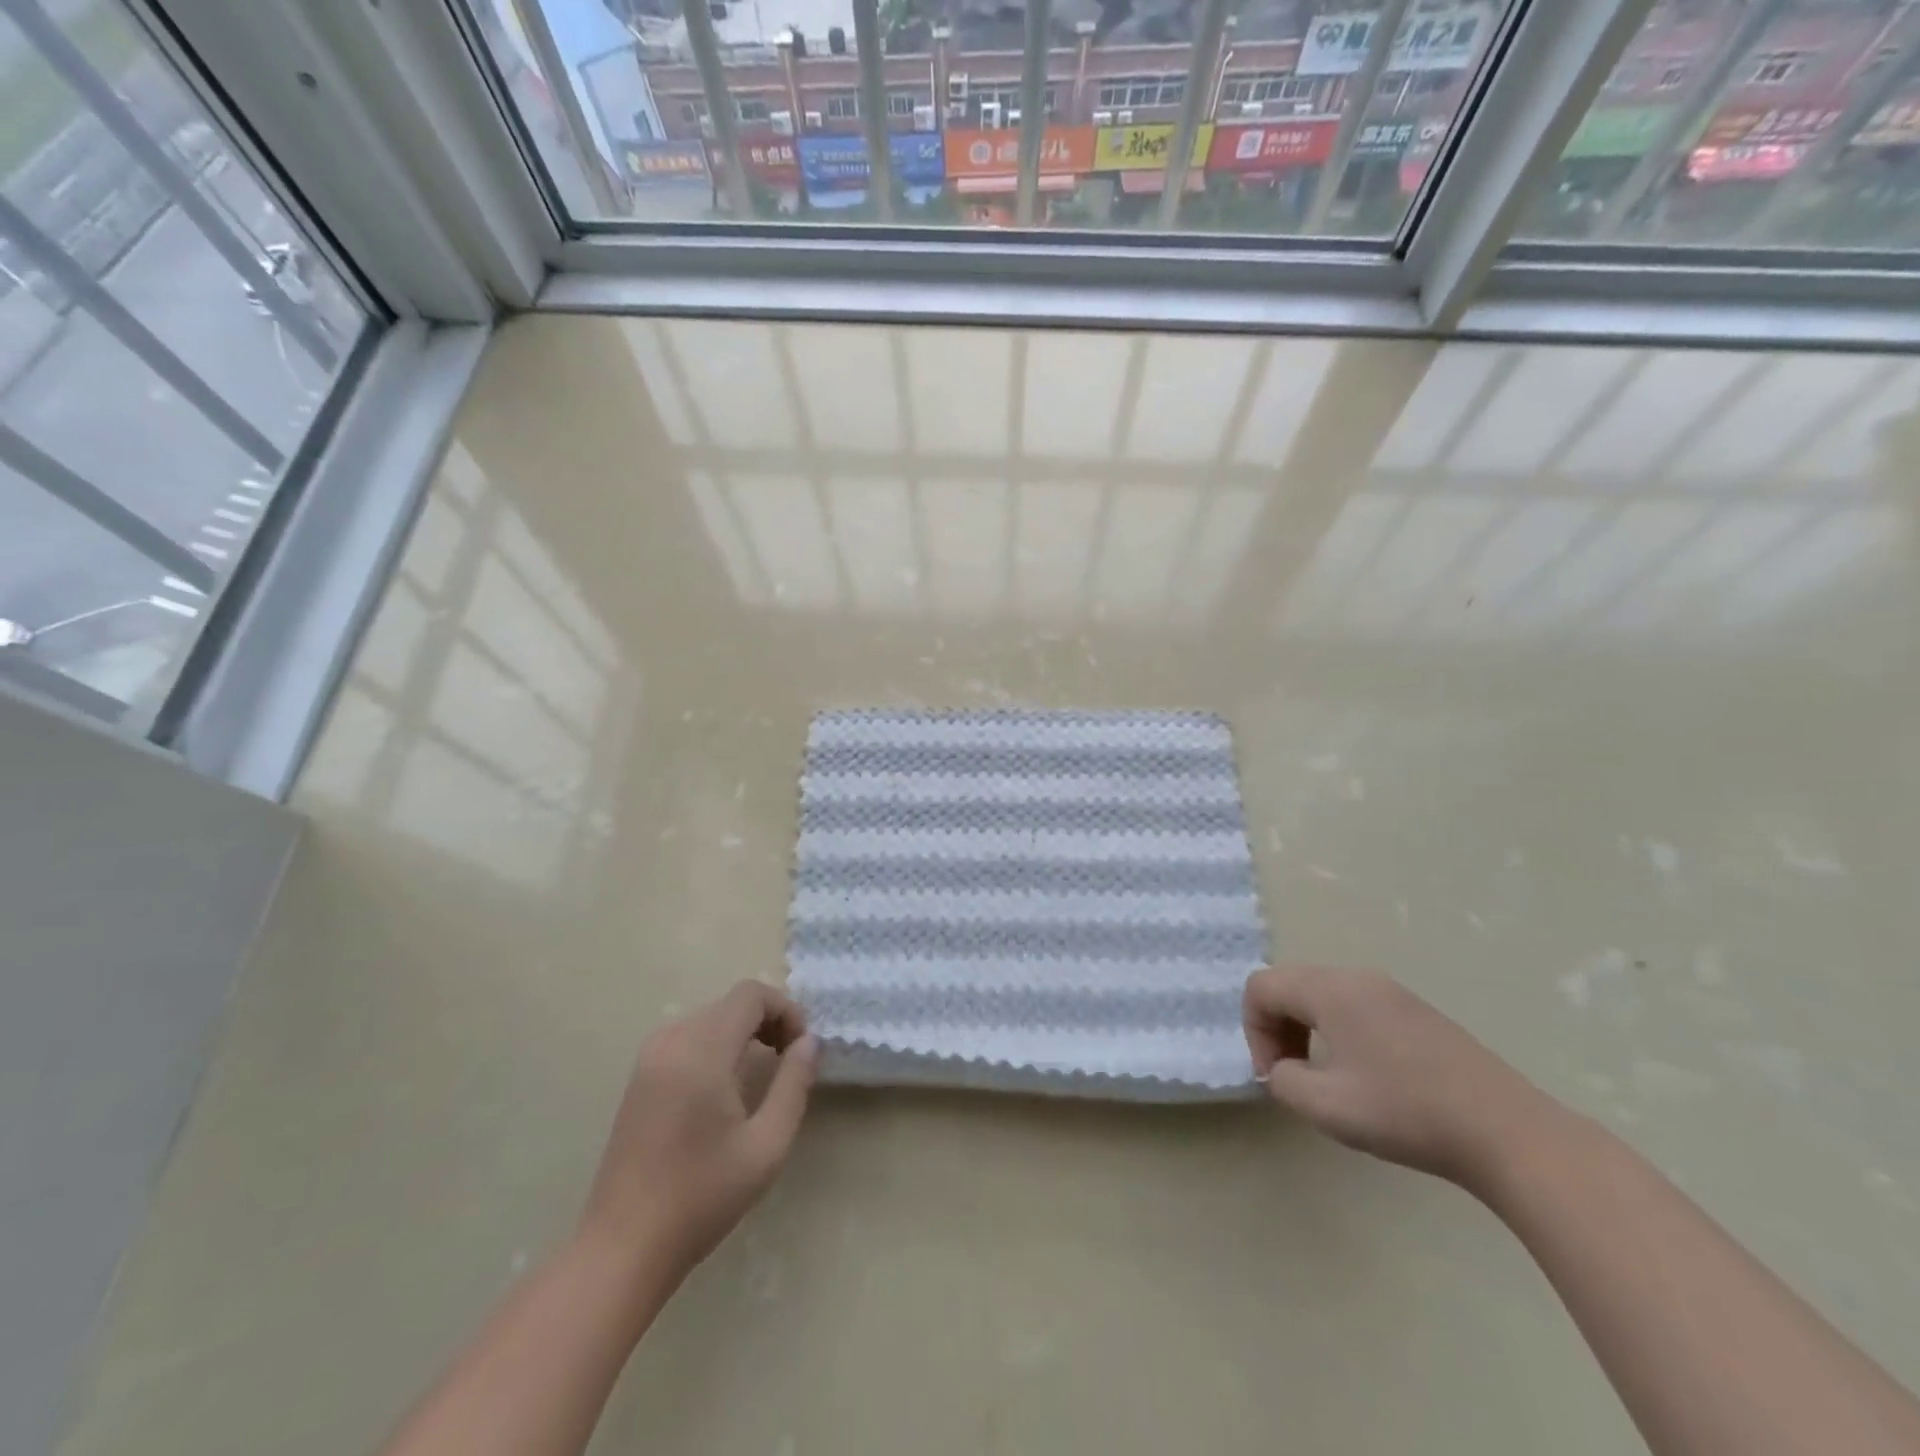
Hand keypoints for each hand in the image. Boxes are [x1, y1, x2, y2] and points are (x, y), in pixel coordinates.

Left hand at [581, 981, 817, 1280]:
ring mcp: (649, 1057)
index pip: (751, 995)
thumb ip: (793, 1084)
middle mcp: (671, 1040)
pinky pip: (690, 1037)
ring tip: (764, 1073)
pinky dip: (718, 1044)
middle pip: (731, 1003)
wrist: (623, 1248)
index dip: (786, 1010)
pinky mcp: (640, 1077)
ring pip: (711, 1017)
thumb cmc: (702, 1197)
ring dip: (744, 1032)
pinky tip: (726, 1087)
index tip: (801, 1049)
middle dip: (769, 1021)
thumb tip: (809, 1042)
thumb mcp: (766, 1145)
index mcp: (701, 1050)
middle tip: (790, 1062)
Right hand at [1243, 966, 1550, 1186]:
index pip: (1262, 987)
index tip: (1274, 1076)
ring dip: (1305, 1029)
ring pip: (1321, 994)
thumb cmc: (1406, 1113)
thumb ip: (1283, 1081)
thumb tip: (1284, 1070)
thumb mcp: (1326, 1107)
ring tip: (1323, 1078)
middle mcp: (1356, 978)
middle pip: (1289, 985)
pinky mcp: (1416, 1012)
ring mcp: (1391, 991)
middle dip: (1276, 1028)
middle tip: (1290, 1075)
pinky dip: (1337, 1030)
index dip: (1253, 1030)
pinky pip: (1354, 1005)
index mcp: (1330, 990)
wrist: (1507, 1132)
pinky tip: (1363, 1075)